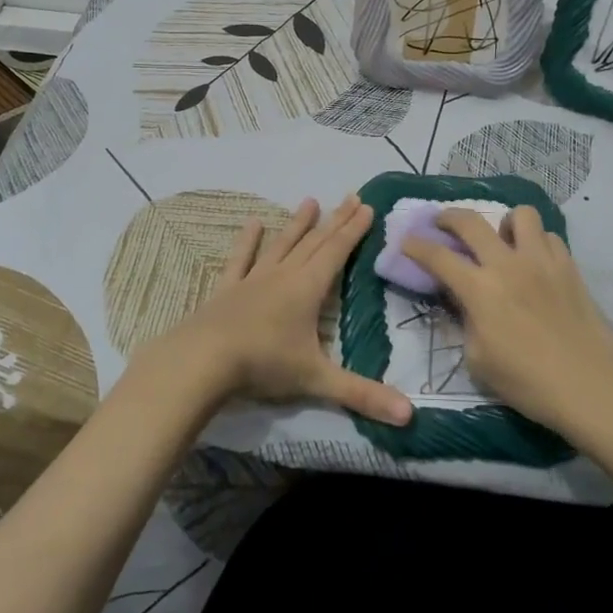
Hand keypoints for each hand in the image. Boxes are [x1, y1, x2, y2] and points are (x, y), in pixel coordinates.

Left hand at [161, 195, 413, 426]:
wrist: (202, 360)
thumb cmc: (264, 364)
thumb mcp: (317, 380)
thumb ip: (362, 395)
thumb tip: (409, 416)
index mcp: (308, 289)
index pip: (337, 252)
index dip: (354, 230)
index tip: (367, 206)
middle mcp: (284, 275)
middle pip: (315, 242)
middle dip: (335, 220)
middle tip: (351, 196)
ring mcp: (253, 279)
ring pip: (282, 245)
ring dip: (297, 224)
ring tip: (310, 201)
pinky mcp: (227, 288)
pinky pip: (241, 259)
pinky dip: (248, 241)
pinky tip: (252, 223)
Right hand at [401, 206, 612, 432]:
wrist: (591, 386)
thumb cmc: (528, 382)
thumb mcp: (478, 360)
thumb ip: (466, 323)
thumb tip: (464, 303)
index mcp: (480, 290)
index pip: (437, 256)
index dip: (415, 246)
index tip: (405, 241)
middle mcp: (508, 265)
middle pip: (471, 222)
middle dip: (448, 217)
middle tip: (442, 224)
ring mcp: (542, 261)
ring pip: (519, 214)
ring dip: (503, 223)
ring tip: (502, 240)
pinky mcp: (569, 266)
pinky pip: (548, 237)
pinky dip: (536, 242)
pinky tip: (534, 261)